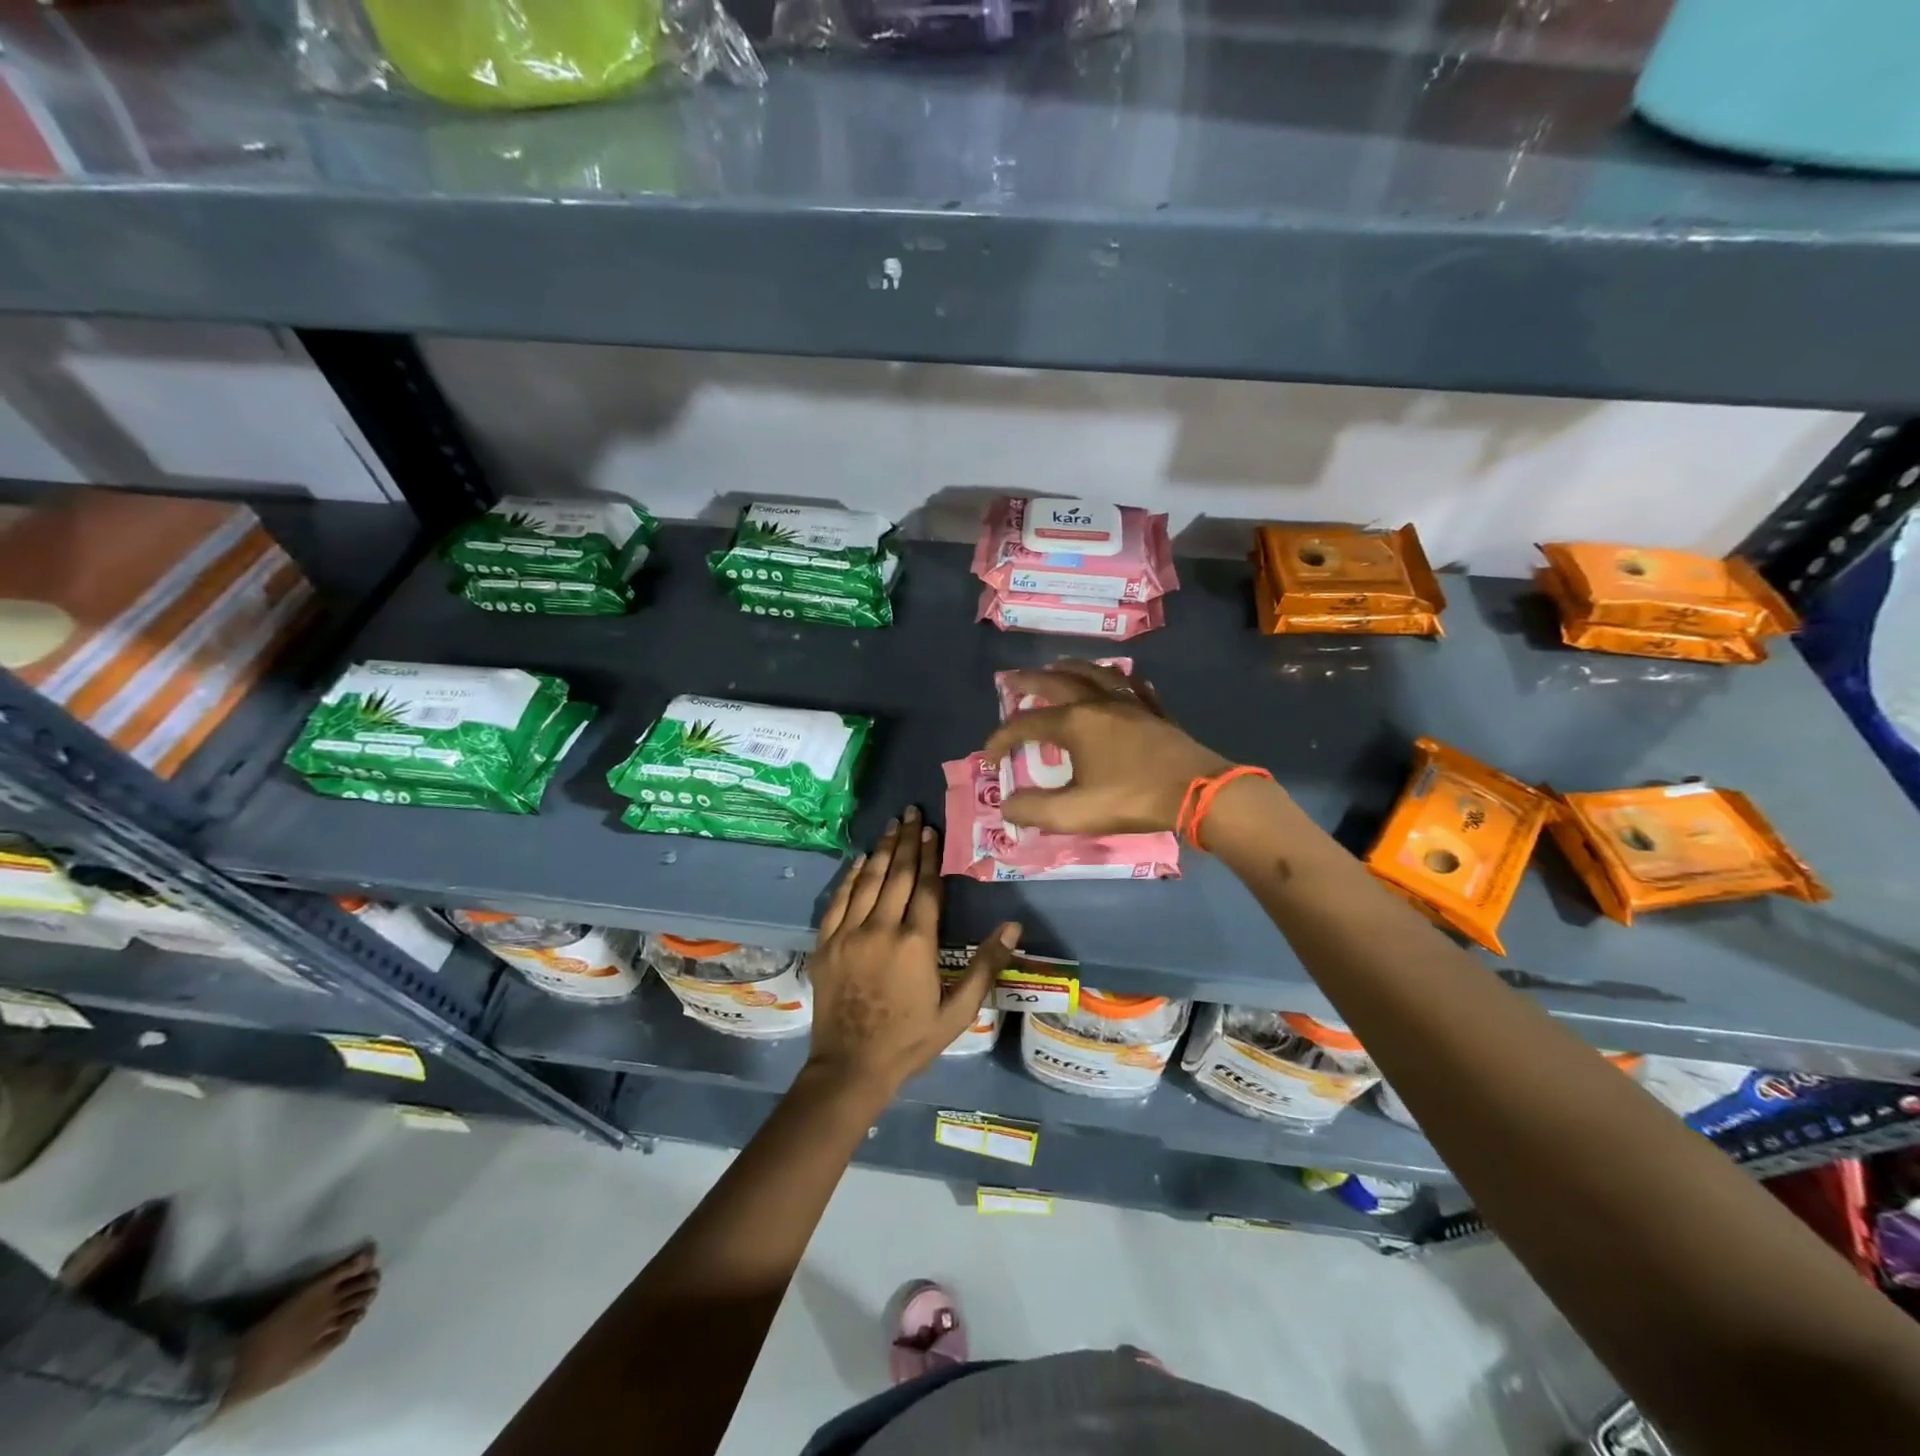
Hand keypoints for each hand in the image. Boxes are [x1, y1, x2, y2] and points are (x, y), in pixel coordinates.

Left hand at [807, 805, 1020, 1097]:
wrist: (850, 1067)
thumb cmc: (910, 1040)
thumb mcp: (958, 1011)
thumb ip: (985, 965)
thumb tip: (1013, 926)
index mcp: (917, 943)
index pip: (927, 887)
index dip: (931, 855)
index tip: (932, 829)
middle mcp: (882, 928)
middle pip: (898, 875)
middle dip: (907, 841)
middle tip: (911, 812)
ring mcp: (850, 933)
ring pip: (869, 881)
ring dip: (882, 851)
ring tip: (891, 825)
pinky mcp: (827, 943)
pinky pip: (839, 900)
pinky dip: (851, 877)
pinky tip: (860, 860)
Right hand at [982, 660, 1233, 834]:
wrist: (1197, 791)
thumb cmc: (1132, 799)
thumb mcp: (1075, 813)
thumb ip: (1034, 809)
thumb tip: (1006, 804)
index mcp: (1075, 723)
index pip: (1026, 724)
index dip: (1001, 739)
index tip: (989, 757)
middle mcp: (1098, 703)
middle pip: (1056, 682)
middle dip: (1029, 681)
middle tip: (1010, 679)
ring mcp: (1130, 703)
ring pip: (1095, 674)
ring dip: (1070, 668)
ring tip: (1057, 666)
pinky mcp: (1155, 712)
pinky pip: (1133, 687)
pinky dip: (1119, 681)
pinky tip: (1121, 682)